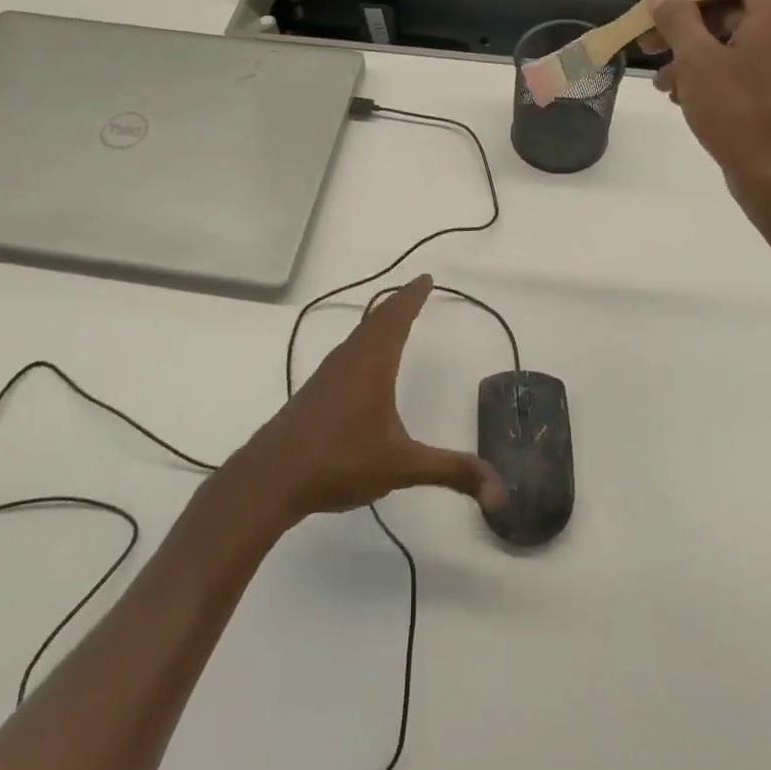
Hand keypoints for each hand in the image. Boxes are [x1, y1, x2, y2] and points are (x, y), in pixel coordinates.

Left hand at [234, 275, 507, 524]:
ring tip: (394, 319)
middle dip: (398, 304)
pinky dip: (364, 343)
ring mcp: (327, 376)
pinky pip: (347, 354)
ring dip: (378, 323)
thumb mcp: (402, 466)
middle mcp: (348, 360)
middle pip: (375, 320)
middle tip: (416, 291)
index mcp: (371, 364)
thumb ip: (451, 472)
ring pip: (357, 336)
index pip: (395, 317)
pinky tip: (363, 366)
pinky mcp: (315, 393)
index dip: (412, 296)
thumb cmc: (339, 461)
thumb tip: (500, 491)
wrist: (271, 478)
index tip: (425, 278)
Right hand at [646, 0, 770, 198]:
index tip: (668, 3)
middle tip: (650, 42)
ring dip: (694, 54)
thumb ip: (678, 20)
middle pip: (735, 7)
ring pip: (735, 41)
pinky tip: (682, 96)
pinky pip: (745, 66)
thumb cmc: (736, 110)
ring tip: (661, 81)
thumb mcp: (696, 60)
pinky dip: (713, 73)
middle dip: (688, 24)